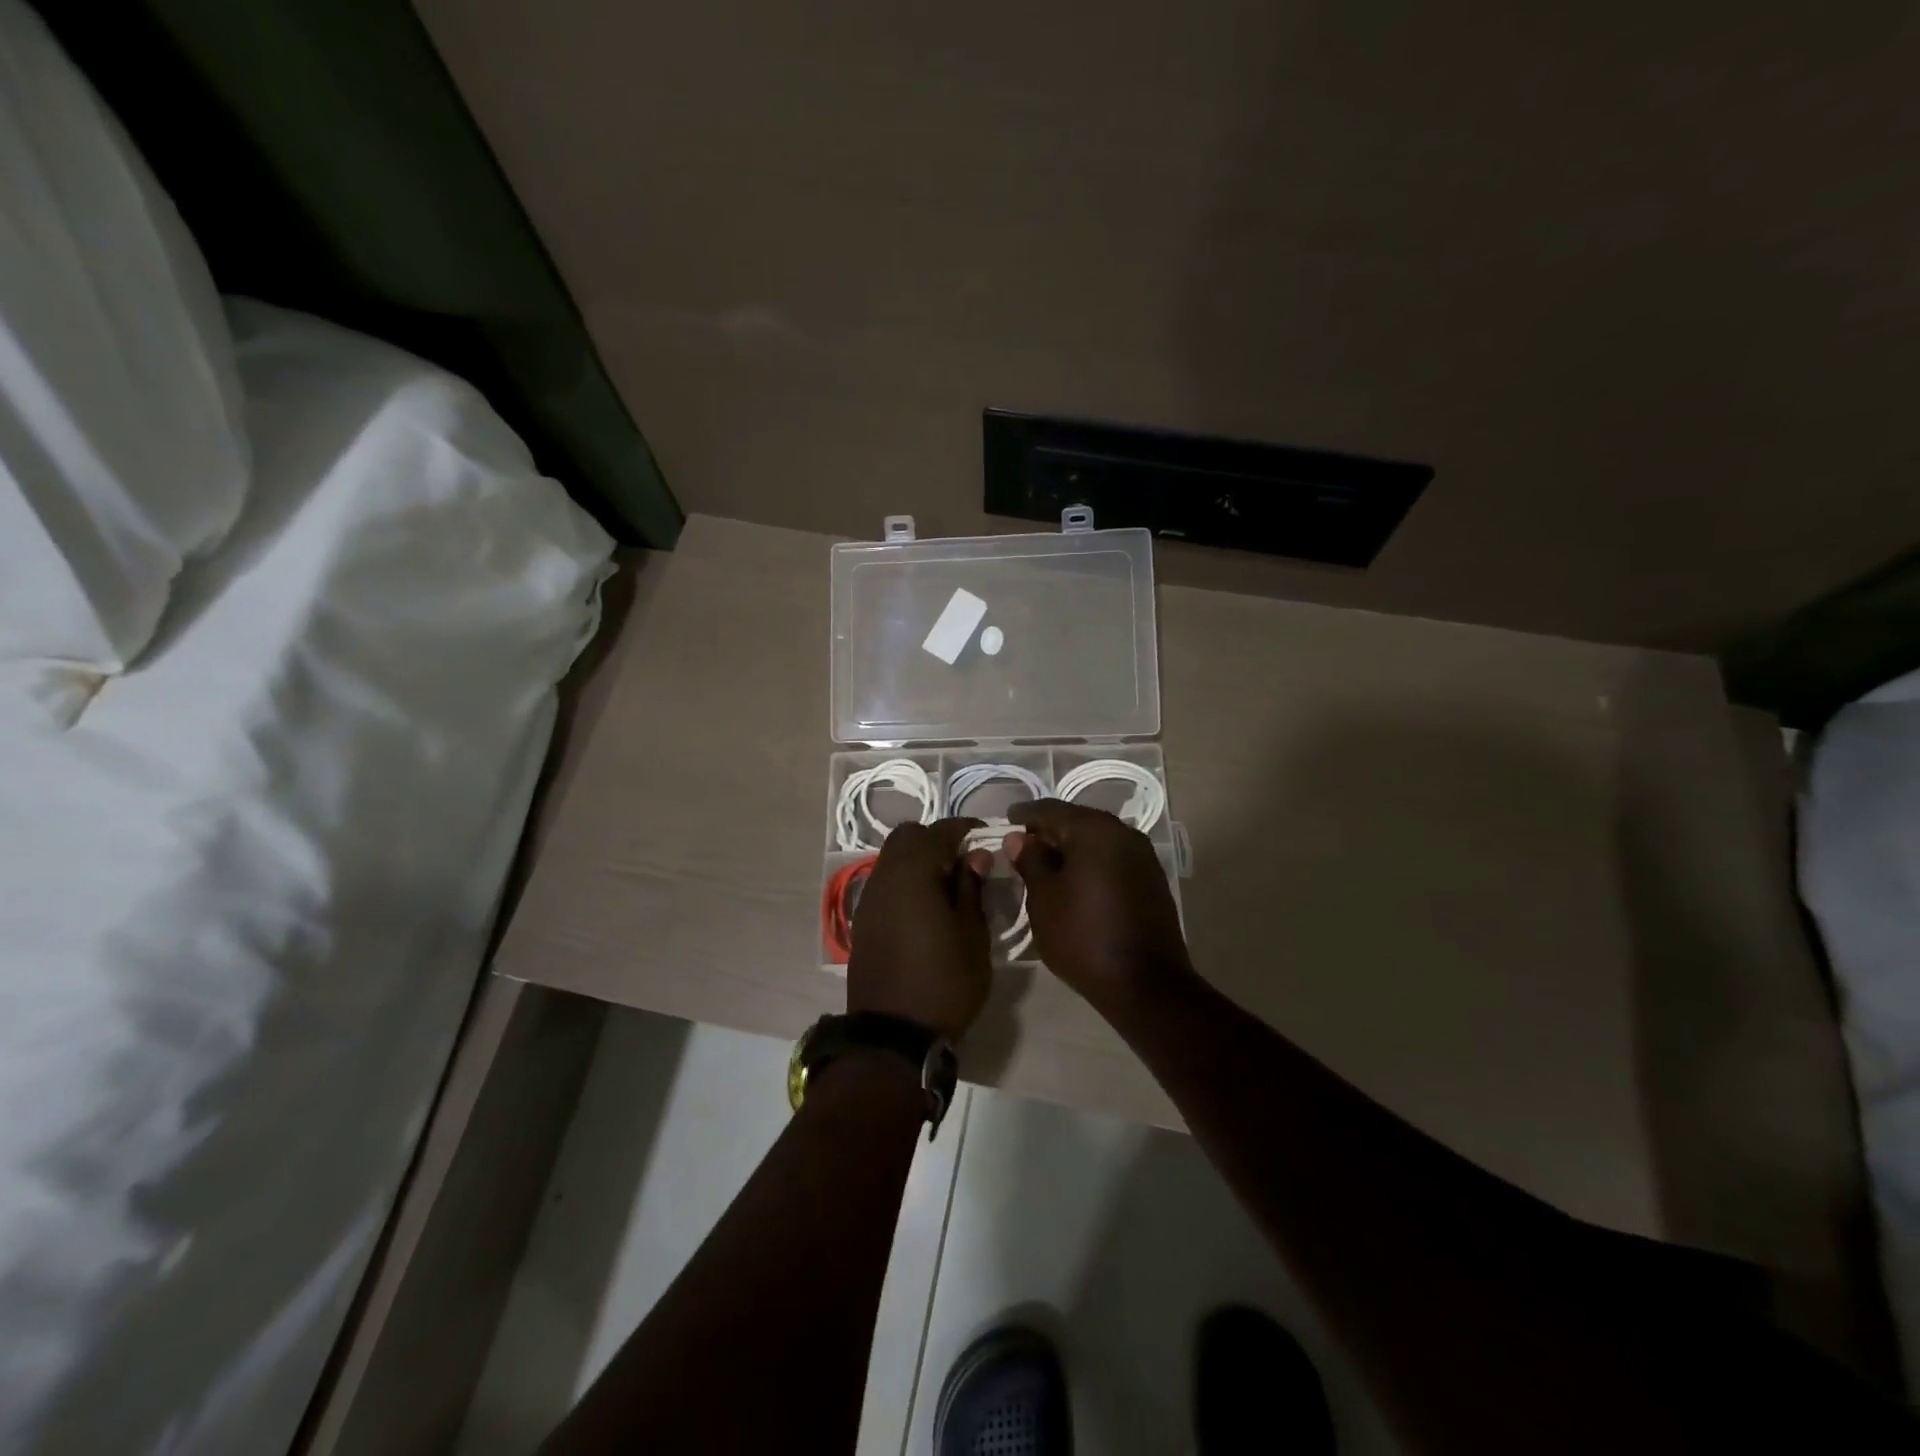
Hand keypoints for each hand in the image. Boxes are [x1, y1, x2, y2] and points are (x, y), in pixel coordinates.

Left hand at [847, 818, 994, 1039]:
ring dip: (919, 859)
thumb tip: (975, 856)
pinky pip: (886, 883)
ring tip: (948, 883)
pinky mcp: (864, 922)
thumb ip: (972, 888)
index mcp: (913, 874)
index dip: (964, 828)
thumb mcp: (972, 935)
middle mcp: (885, 877)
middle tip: (964, 859)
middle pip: (907, 837)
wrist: (894, 1035)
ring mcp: (869, 900)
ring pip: (893, 859)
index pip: (939, 832)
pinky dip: (906, 881)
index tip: (985, 834)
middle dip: (936, 839)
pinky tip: (926, 905)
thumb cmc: (945, 982)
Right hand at [1006, 799, 1194, 1011]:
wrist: (1144, 984)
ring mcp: (1143, 856)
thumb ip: (1030, 861)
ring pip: (1097, 840)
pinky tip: (1075, 880)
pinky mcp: (1151, 879)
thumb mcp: (1044, 899)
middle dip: (1049, 831)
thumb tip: (1019, 838)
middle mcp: (1123, 833)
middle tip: (1021, 845)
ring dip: (1071, 848)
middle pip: (1077, 821)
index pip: (1051, 810)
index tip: (1005, 820)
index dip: (1025, 815)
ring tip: (1045, 865)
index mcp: (1095, 830)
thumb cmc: (1083, 936)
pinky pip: (1112, 858)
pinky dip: (1091, 862)